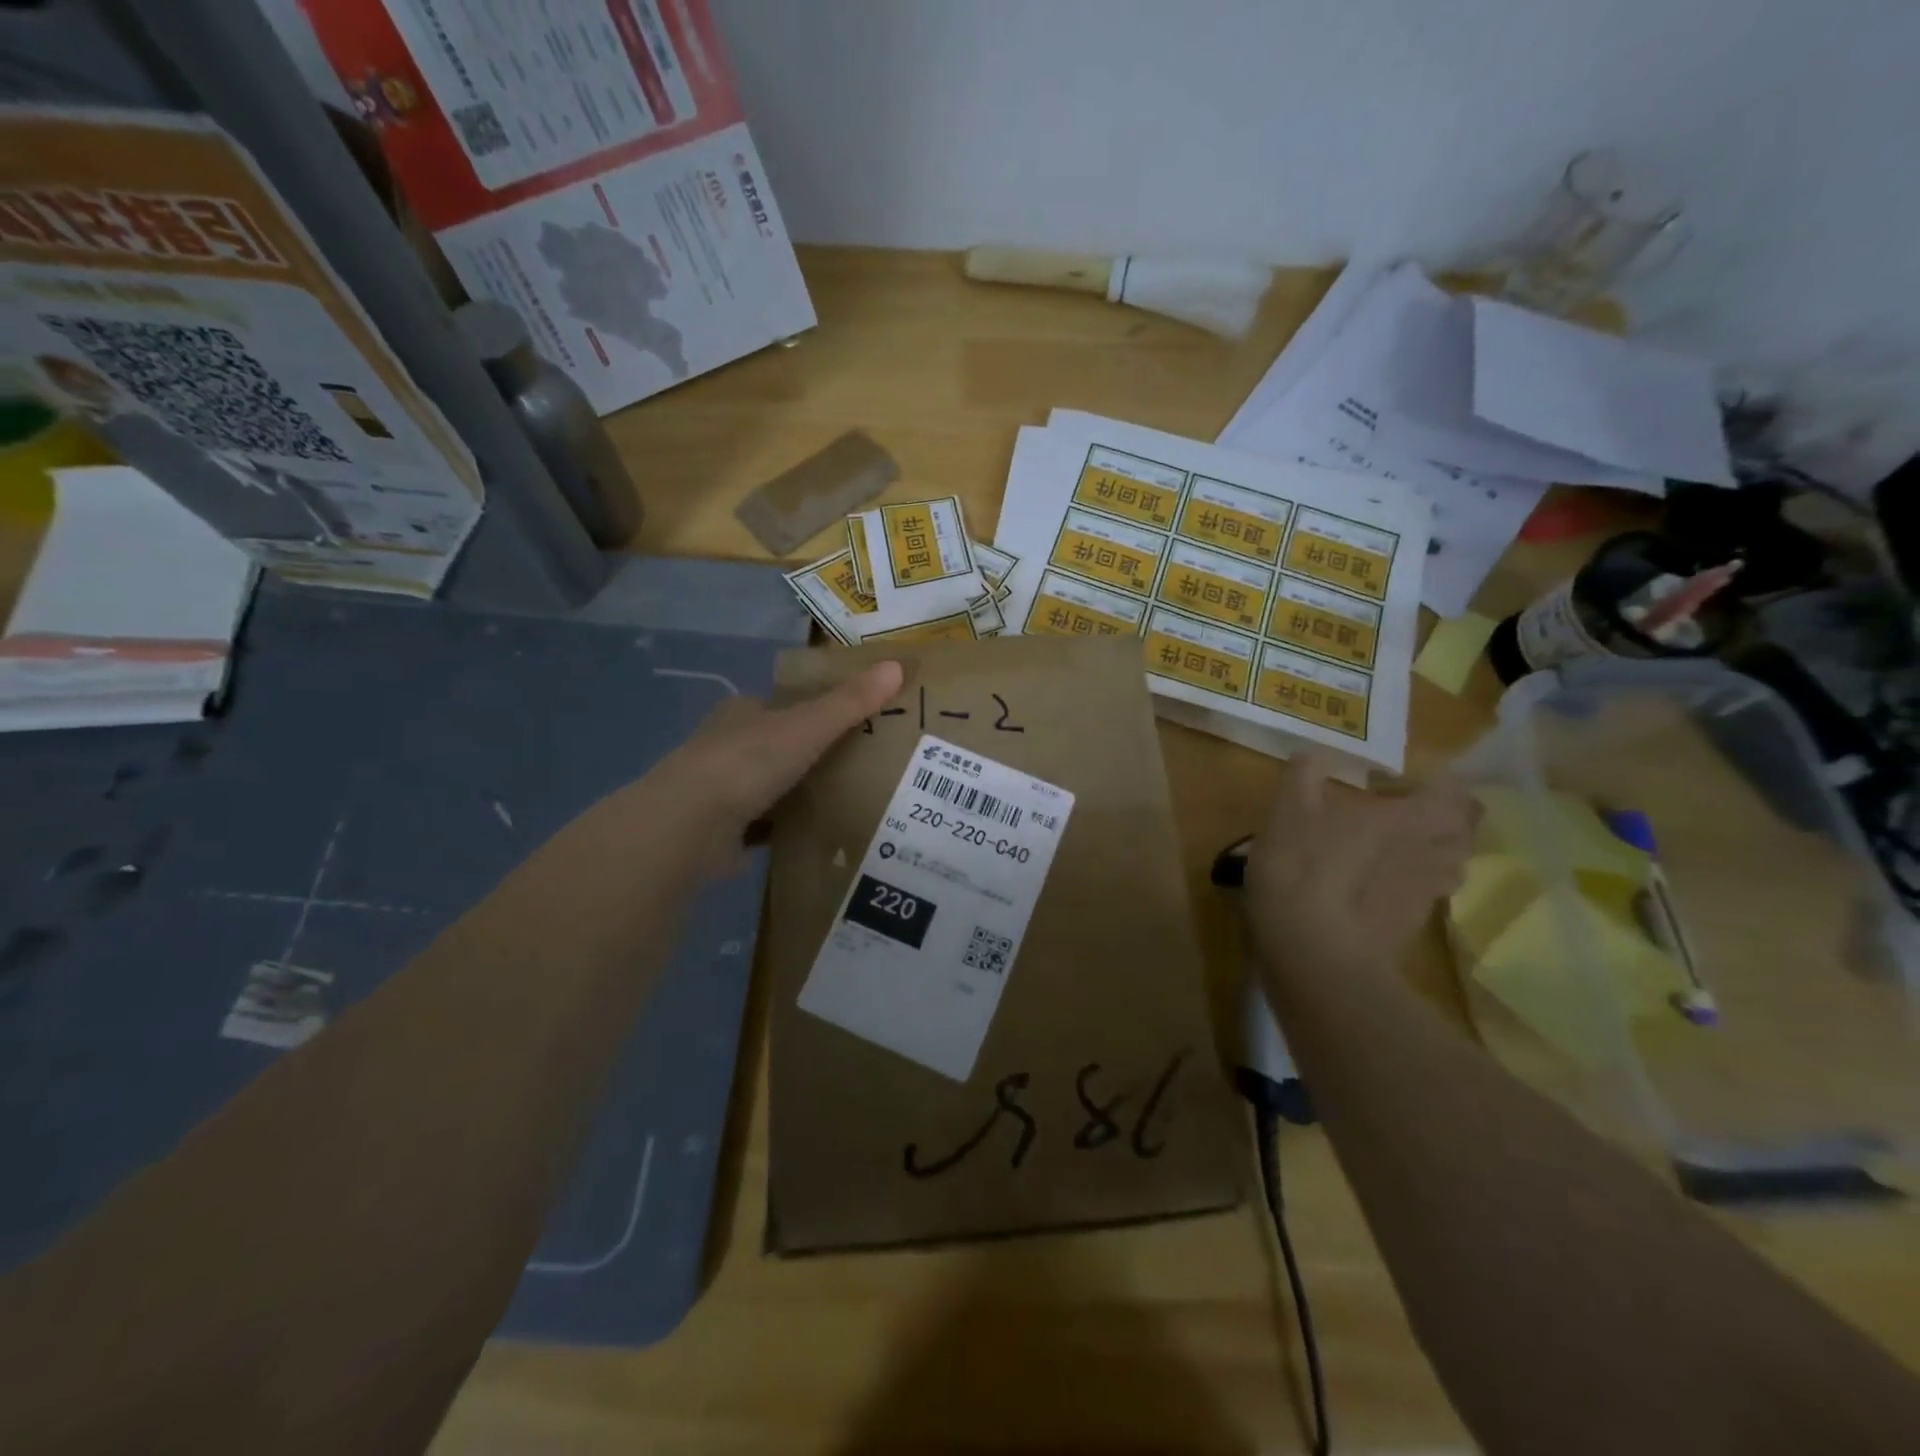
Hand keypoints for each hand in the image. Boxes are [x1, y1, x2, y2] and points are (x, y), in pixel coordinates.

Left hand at [637, 660, 903, 875]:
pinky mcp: (719, 830)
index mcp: (742, 712)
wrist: (690, 826)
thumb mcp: (808, 726)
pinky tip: (811, 836)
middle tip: (856, 767)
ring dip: (795, 793)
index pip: (783, 704)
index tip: (850, 724)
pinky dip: (783, 829)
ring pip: (768, 785)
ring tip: (843, 802)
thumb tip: (897, 665)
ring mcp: (719, 790)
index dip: (814, 710)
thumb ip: (849, 701)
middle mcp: (726, 746)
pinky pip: (761, 825)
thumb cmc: (749, 763)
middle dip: (808, 755)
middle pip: (777, 745)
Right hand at [1245, 756, 1475, 982]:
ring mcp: (1425, 892)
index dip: (1436, 782)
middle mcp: (1430, 851)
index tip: (1400, 781)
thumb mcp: (1288, 811)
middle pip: (1462, 828)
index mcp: (1407, 818)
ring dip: (1435, 848)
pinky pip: (1429, 893)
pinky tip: (1380, 884)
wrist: (1316, 954)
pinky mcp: (1412, 925)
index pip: (1453, 791)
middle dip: (1442, 815)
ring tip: (1397, 846)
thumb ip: (1304, 775)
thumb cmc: (1302, 870)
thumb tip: (1315, 754)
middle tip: (1404, 811)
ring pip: (1451, 862)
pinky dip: (1415, 882)